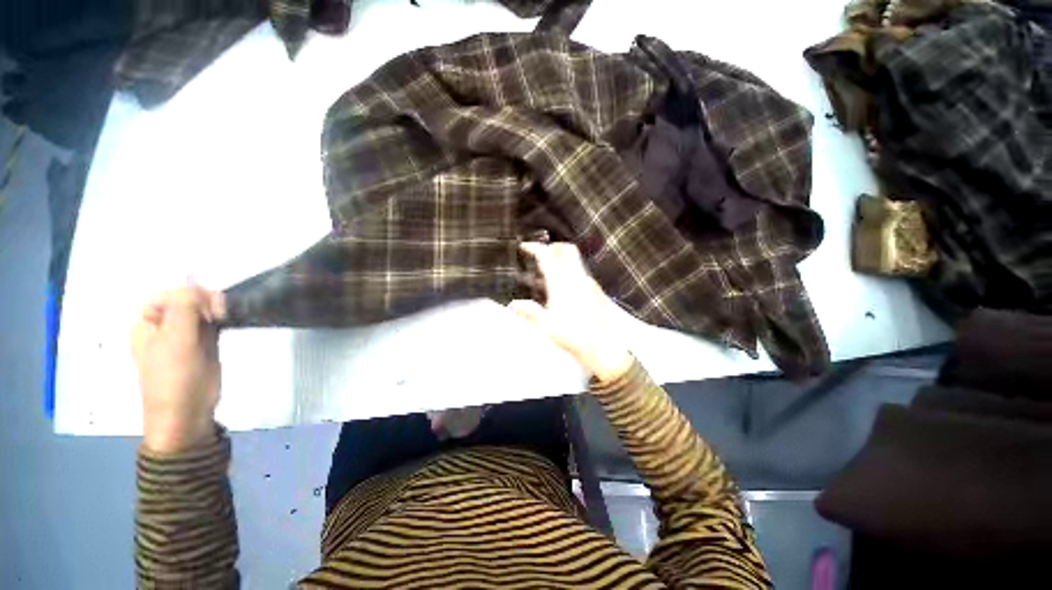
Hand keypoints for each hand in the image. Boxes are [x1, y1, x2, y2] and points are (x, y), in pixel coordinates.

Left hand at [131, 286, 224, 453]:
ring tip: (225, 318)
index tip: (209, 308)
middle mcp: (163, 326)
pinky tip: (228, 321)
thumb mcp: (176, 340)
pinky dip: (221, 319)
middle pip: (186, 299)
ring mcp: (184, 335)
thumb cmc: (175, 378)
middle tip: (220, 313)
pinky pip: (211, 322)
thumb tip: (192, 278)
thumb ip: (183, 307)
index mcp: (147, 323)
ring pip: (201, 310)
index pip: (169, 293)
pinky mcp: (203, 344)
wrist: (188, 413)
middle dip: (205, 301)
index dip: (189, 295)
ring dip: (215, 309)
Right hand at [509, 242, 632, 382]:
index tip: (524, 246)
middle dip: (553, 247)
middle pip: (567, 250)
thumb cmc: (572, 335)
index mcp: (562, 283)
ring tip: (547, 275)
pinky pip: (580, 274)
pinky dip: (569, 273)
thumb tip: (513, 304)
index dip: (535, 248)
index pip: (547, 256)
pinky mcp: (596, 291)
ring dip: (561, 261)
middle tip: (541, 254)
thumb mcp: (546, 326)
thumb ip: (529, 311)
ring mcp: (589, 283)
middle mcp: (577, 278)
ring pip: (575, 262)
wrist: (603, 346)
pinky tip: (563, 290)